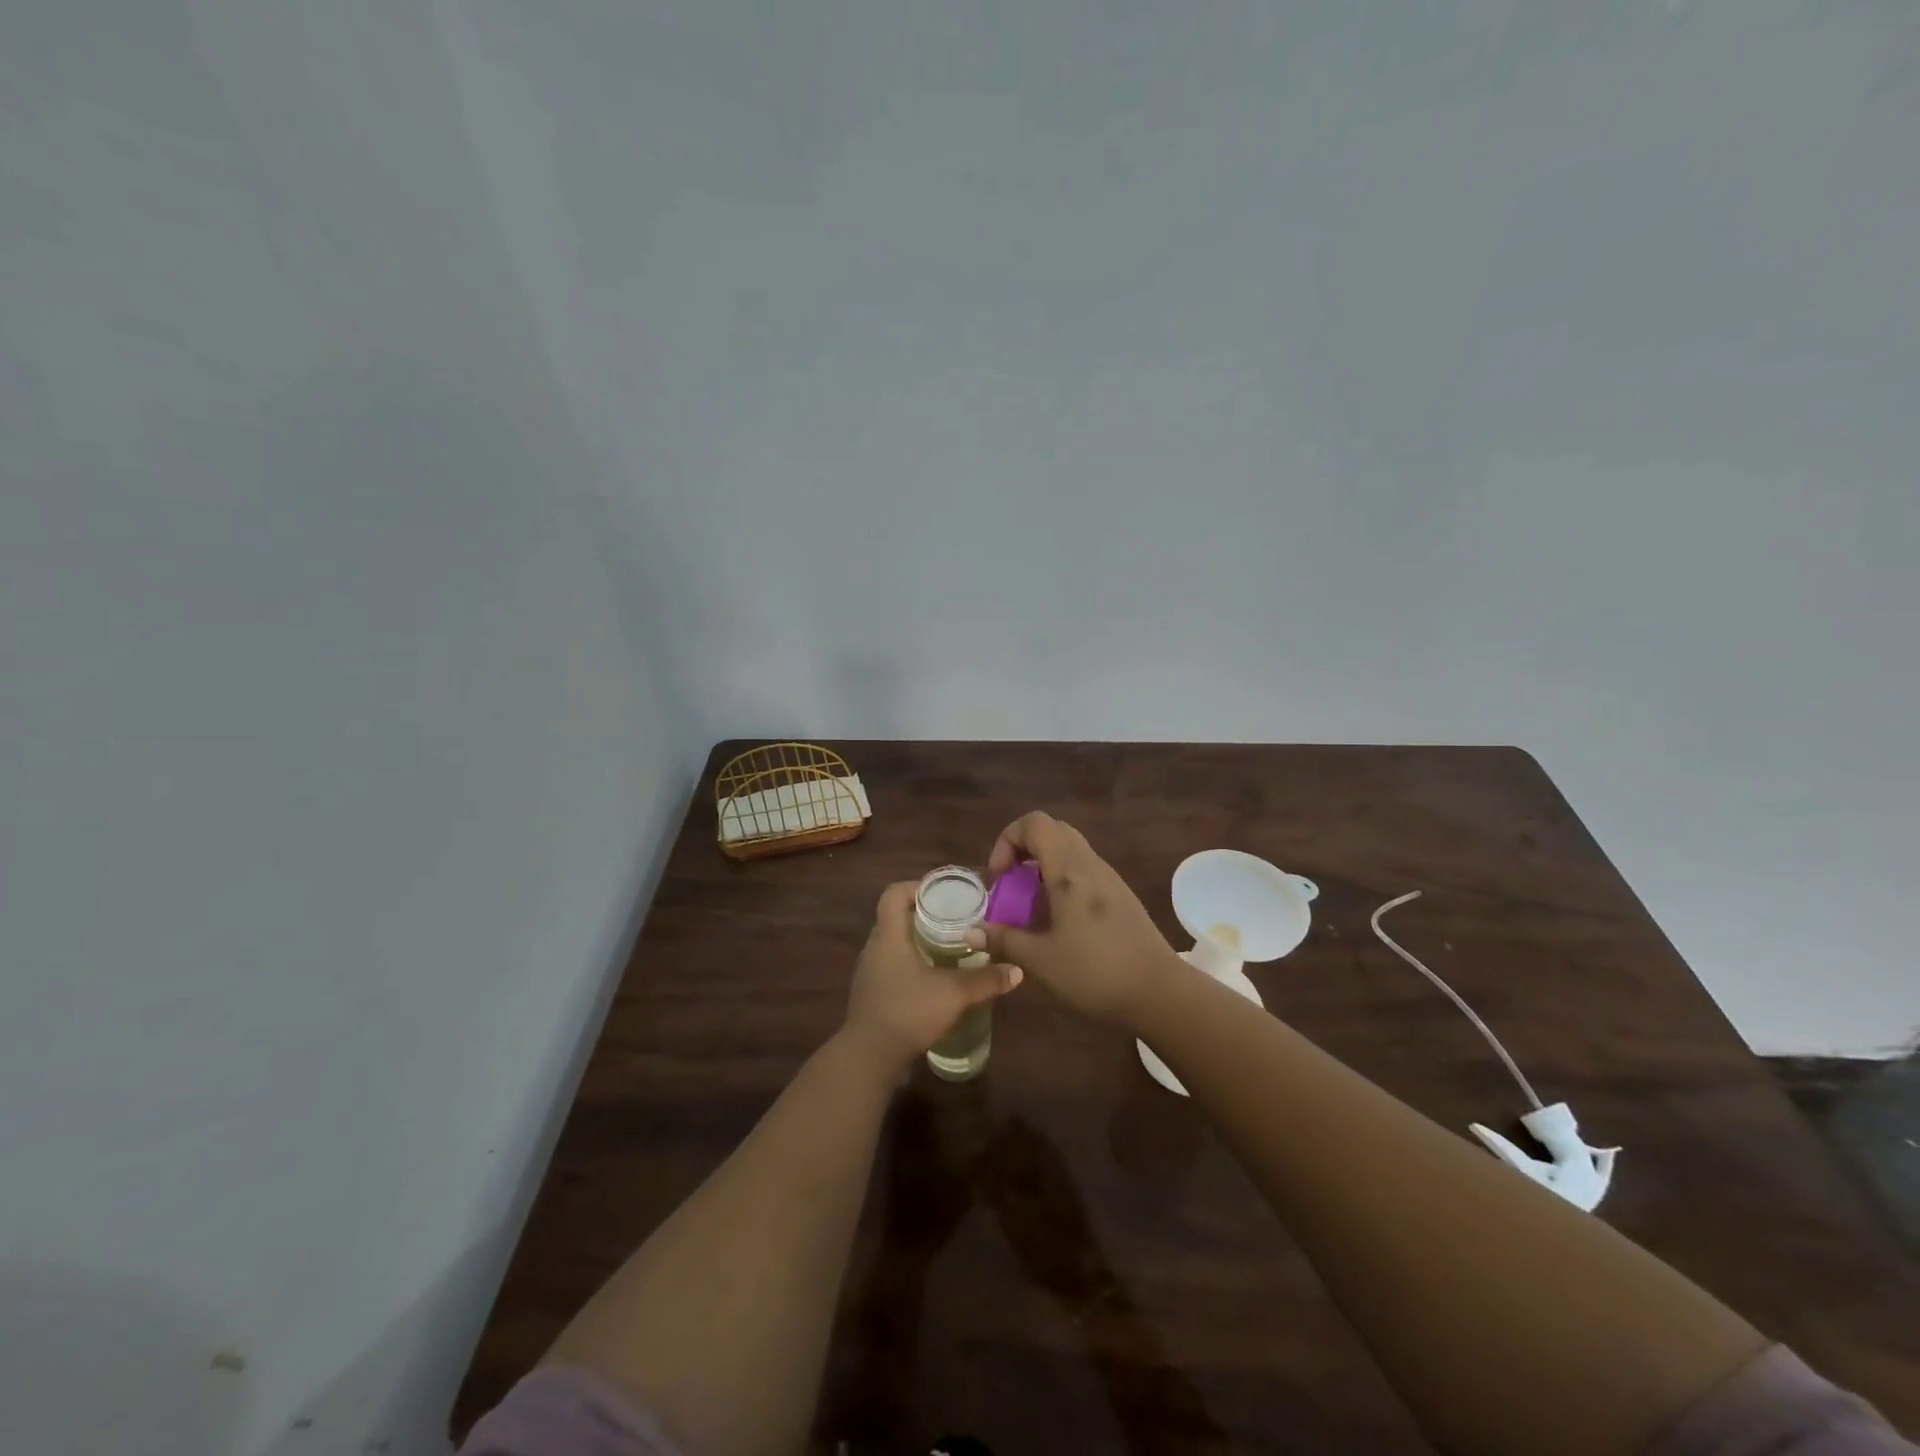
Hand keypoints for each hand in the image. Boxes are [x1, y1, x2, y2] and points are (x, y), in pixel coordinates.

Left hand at [843, 881, 1022, 1071]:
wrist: (869, 1057)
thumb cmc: (908, 1011)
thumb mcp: (954, 994)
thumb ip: (986, 980)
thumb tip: (1018, 971)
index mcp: (889, 935)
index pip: (894, 893)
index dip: (917, 886)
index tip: (944, 893)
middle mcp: (875, 947)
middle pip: (896, 917)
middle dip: (925, 914)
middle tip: (956, 919)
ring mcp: (870, 971)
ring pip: (894, 943)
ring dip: (918, 940)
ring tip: (949, 947)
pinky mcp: (872, 993)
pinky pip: (892, 965)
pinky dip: (912, 963)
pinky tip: (934, 979)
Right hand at [967, 811, 1179, 1025]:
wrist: (1159, 993)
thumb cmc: (1095, 973)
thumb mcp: (1040, 960)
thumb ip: (1004, 940)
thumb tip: (970, 932)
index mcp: (1069, 871)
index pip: (1034, 823)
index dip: (1007, 840)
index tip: (1000, 878)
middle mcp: (1090, 864)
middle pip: (1052, 830)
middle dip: (1023, 850)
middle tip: (1011, 886)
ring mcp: (1109, 878)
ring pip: (1070, 850)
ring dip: (1042, 866)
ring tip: (1031, 906)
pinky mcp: (1120, 896)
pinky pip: (1084, 870)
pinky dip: (1062, 880)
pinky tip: (1059, 920)